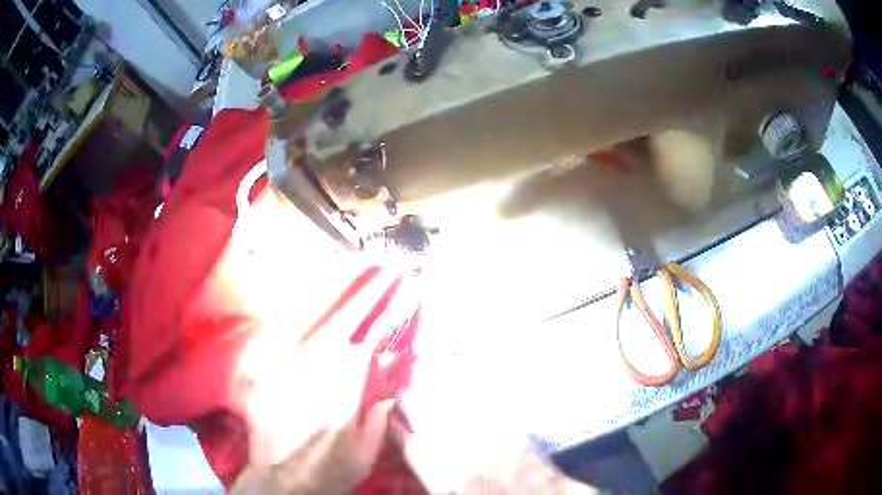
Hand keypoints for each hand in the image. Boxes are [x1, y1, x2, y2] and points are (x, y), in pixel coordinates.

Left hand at [232, 267, 405, 493]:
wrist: (280, 484)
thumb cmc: (327, 476)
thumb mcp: (363, 459)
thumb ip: (378, 424)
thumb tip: (387, 397)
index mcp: (341, 406)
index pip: (360, 358)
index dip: (377, 335)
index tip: (388, 318)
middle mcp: (311, 388)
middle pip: (337, 351)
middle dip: (352, 355)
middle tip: (356, 371)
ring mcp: (283, 385)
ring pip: (312, 354)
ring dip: (328, 360)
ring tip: (328, 384)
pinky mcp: (264, 388)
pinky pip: (288, 365)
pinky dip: (303, 370)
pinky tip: (303, 390)